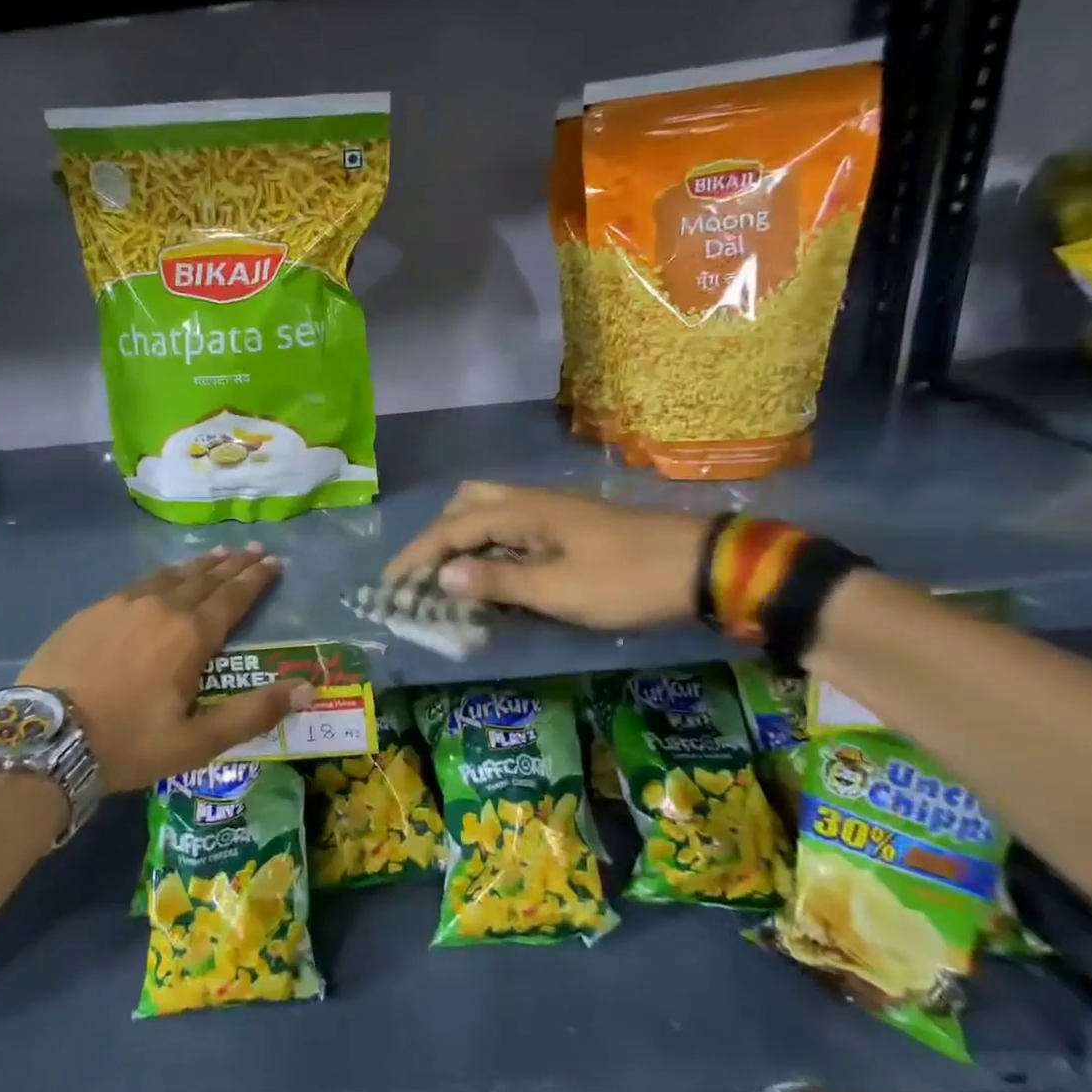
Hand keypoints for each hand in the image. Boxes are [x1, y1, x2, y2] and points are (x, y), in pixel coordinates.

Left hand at [19, 544, 315, 792]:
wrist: (43, 740)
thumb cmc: (127, 743)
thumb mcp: (197, 742)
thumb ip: (253, 713)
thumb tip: (307, 689)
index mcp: (190, 634)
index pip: (233, 597)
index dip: (256, 579)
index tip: (273, 562)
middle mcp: (161, 606)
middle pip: (206, 578)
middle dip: (234, 564)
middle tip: (254, 550)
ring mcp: (123, 603)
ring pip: (172, 575)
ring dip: (200, 565)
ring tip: (218, 555)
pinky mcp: (93, 610)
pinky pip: (140, 582)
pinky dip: (164, 575)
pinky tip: (164, 578)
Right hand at [386, 481, 709, 629]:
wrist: (699, 564)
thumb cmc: (626, 580)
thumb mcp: (559, 590)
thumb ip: (498, 581)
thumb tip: (442, 577)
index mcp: (522, 511)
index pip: (452, 528)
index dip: (418, 556)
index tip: (391, 583)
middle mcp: (530, 501)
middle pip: (467, 503)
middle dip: (438, 535)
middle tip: (426, 573)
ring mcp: (551, 510)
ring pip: (490, 510)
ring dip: (464, 537)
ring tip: (454, 575)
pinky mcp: (568, 524)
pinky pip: (512, 525)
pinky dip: (490, 544)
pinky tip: (495, 572)